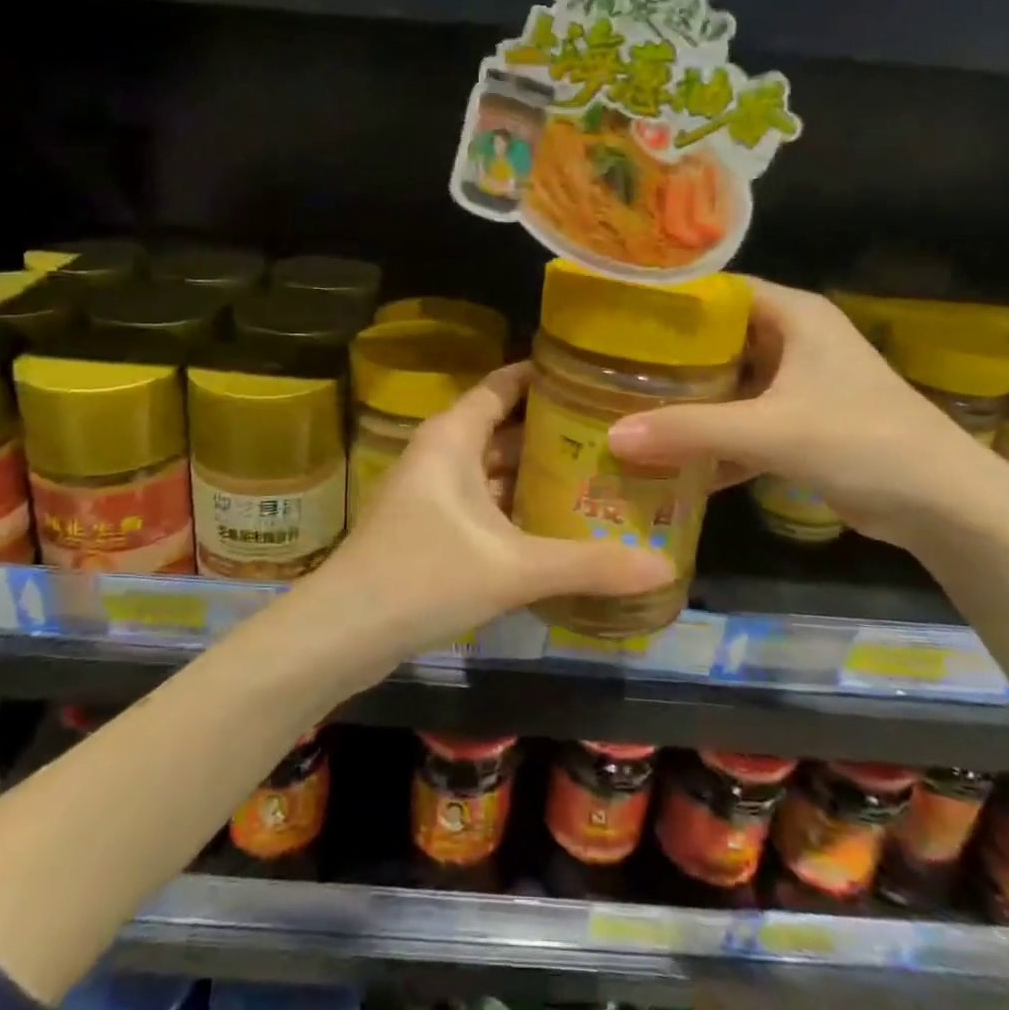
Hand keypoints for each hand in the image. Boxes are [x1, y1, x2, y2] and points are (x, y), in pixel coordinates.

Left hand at [319, 363, 673, 658]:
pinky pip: (484, 502)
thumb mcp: (513, 569)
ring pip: (494, 469)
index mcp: (453, 437)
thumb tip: (665, 567)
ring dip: (537, 474)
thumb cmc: (423, 577)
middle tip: (617, 436)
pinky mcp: (430, 527)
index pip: (504, 384)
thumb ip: (589, 565)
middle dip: (555, 432)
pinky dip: (517, 506)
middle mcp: (441, 453)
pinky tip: (558, 524)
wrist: (343, 633)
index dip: (545, 377)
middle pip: (504, 427)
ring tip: (600, 476)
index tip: (597, 378)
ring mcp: (433, 492)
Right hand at [605, 279, 1001, 547]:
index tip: (615, 318)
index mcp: (793, 315)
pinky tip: (670, 463)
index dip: (669, 302)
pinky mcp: (800, 426)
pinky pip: (742, 424)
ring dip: (687, 405)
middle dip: (667, 360)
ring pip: (727, 385)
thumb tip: (612, 437)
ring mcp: (797, 385)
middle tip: (608, 370)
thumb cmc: (863, 442)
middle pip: (716, 340)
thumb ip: (690, 432)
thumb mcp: (771, 431)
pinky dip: (712, 442)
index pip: (717, 290)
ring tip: (626, 412)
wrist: (944, 506)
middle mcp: (793, 341)